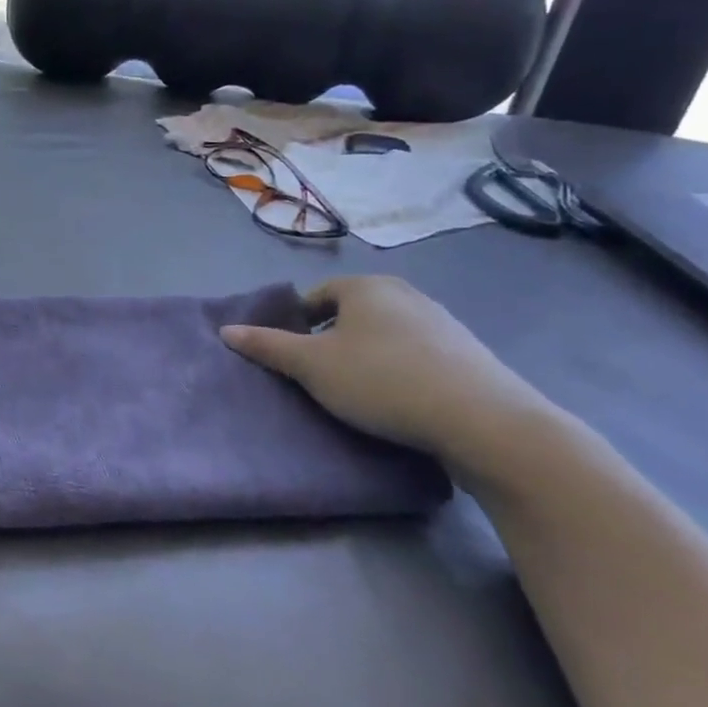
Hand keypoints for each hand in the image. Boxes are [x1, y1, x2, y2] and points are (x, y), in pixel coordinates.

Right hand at [221, 276, 551, 463]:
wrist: (481, 419)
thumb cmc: (381, 380)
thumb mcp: (311, 366)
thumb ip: (267, 346)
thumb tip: (226, 331)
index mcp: (366, 287)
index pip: (318, 295)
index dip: (298, 321)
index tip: (292, 354)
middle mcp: (405, 293)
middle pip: (353, 312)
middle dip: (333, 338)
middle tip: (320, 374)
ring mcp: (442, 321)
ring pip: (386, 332)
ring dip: (368, 354)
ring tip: (359, 391)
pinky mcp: (468, 353)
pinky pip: (417, 353)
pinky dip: (400, 369)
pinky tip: (398, 399)